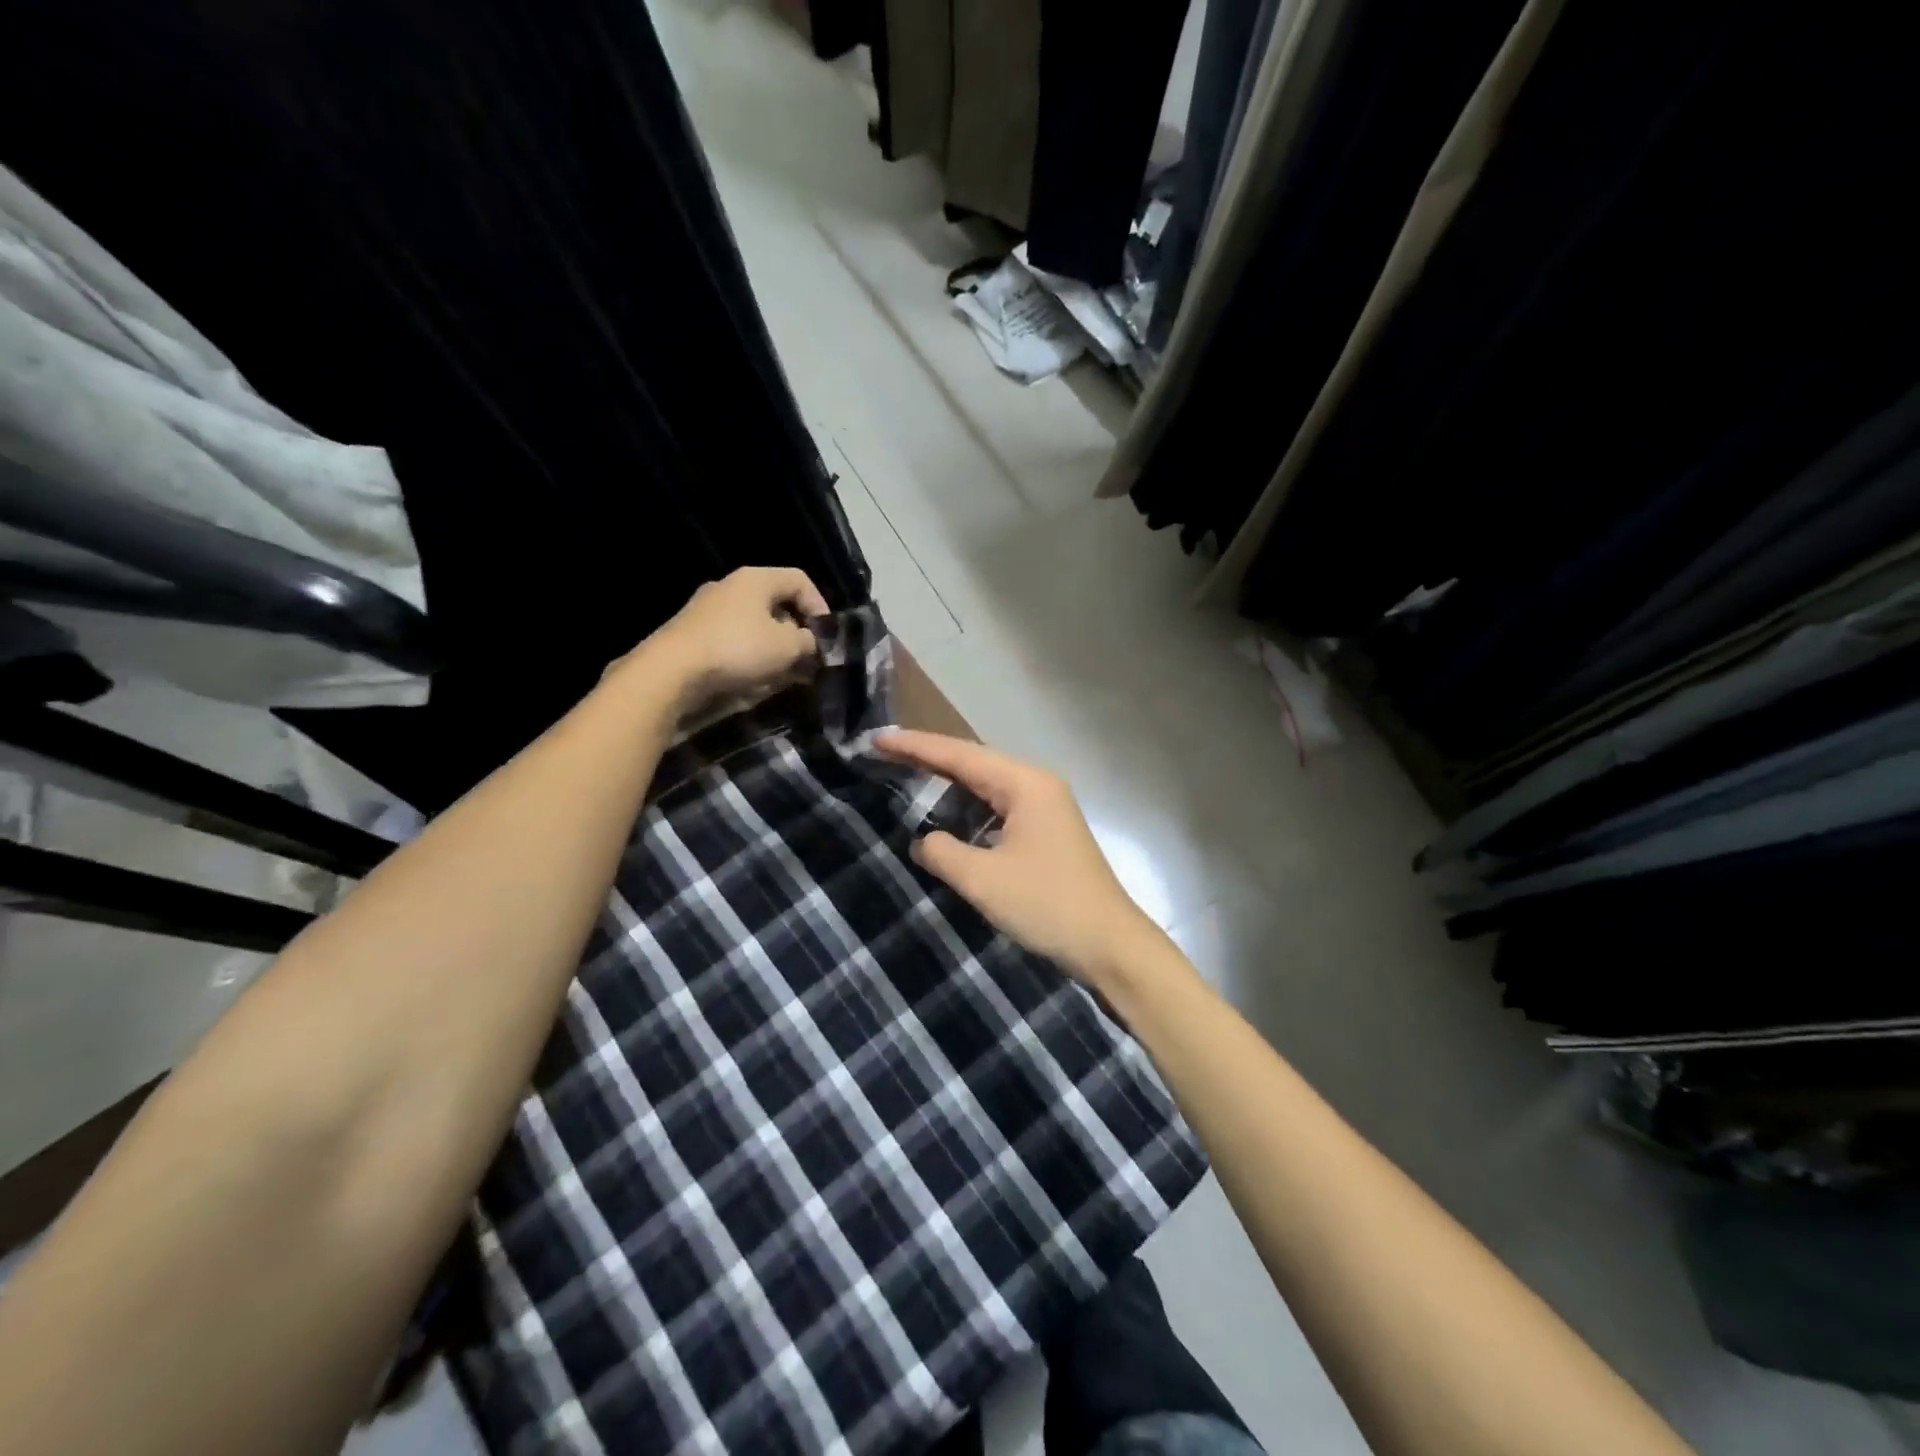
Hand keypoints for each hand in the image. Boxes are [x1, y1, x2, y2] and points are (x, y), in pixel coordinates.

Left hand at [636, 567, 829, 711]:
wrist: (670, 672)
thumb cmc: (737, 649)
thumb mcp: (787, 646)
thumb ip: (808, 641)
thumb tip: (811, 643)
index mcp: (755, 579)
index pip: (799, 580)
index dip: (820, 606)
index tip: (827, 636)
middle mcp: (730, 587)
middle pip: (776, 604)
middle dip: (797, 633)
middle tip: (809, 660)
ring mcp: (708, 611)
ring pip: (755, 626)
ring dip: (775, 650)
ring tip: (787, 676)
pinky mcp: (694, 636)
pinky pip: (734, 642)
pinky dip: (751, 658)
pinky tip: (757, 681)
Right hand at [874, 729, 1160, 984]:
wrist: (1109, 945)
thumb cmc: (1047, 906)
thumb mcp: (983, 879)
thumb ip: (943, 852)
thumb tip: (924, 841)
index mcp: (1025, 784)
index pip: (960, 755)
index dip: (915, 746)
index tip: (877, 739)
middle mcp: (1037, 785)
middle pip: (974, 763)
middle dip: (929, 758)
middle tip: (884, 754)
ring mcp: (1045, 809)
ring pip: (986, 786)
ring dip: (948, 784)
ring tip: (905, 776)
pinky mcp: (1046, 832)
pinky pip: (998, 809)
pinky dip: (968, 810)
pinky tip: (946, 817)